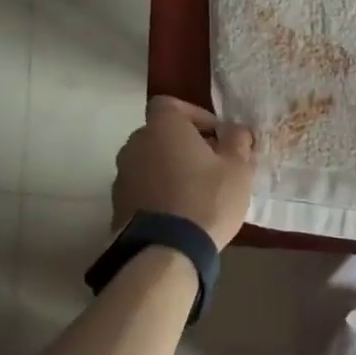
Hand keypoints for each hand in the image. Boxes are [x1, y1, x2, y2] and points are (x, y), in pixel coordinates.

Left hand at [112, 97, 256, 249]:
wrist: (165, 250)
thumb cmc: (207, 199)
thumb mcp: (238, 168)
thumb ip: (238, 141)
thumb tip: (236, 130)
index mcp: (163, 127)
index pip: (171, 104)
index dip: (195, 115)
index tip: (217, 135)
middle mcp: (136, 143)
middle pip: (162, 134)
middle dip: (185, 144)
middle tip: (212, 164)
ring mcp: (122, 174)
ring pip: (151, 161)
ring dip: (171, 168)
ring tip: (197, 191)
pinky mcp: (118, 203)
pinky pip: (143, 186)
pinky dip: (159, 191)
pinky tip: (180, 211)